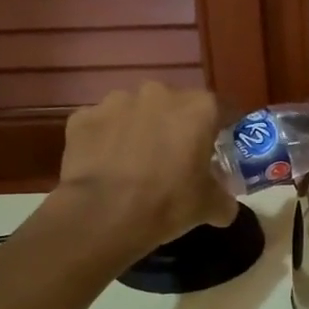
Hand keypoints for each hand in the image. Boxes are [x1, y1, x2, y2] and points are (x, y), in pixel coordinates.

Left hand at [55, 83, 237, 253]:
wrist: (103, 215)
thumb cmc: (168, 203)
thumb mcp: (209, 207)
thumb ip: (224, 200)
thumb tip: (225, 206)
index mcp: (198, 108)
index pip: (222, 111)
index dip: (223, 130)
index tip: (220, 149)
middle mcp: (159, 93)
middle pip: (176, 106)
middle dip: (177, 127)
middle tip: (176, 158)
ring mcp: (116, 101)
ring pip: (136, 112)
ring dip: (140, 129)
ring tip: (136, 163)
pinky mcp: (83, 117)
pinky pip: (103, 125)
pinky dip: (107, 140)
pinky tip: (106, 167)